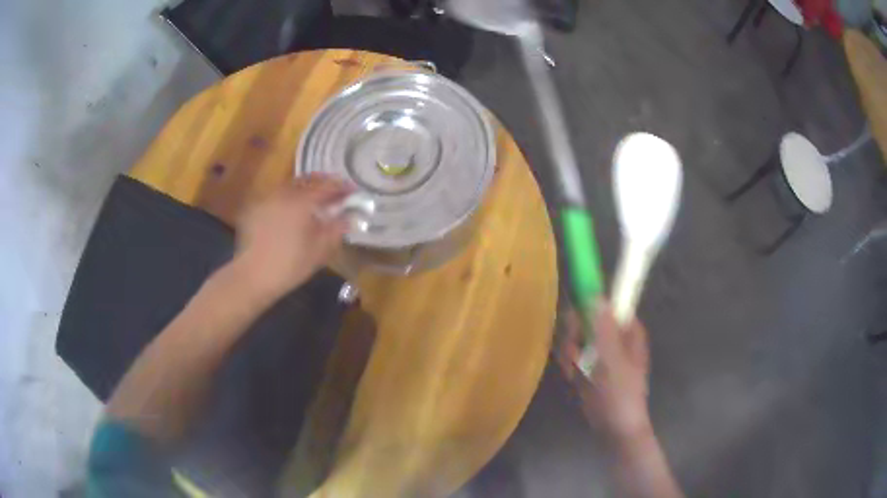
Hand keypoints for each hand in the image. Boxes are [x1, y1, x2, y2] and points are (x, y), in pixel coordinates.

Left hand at [232, 174, 352, 300]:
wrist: (252, 276)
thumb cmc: (290, 265)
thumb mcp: (320, 250)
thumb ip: (337, 228)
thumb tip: (349, 216)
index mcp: (302, 201)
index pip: (328, 186)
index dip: (342, 187)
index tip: (353, 190)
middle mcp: (284, 193)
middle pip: (308, 180)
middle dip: (324, 183)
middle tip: (335, 191)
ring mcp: (268, 198)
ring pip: (291, 185)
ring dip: (306, 188)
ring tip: (315, 199)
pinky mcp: (256, 208)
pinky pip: (278, 195)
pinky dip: (290, 197)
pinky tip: (292, 210)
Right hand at [558, 301, 651, 442]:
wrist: (615, 428)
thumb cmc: (621, 394)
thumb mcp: (613, 361)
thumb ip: (605, 330)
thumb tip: (598, 296)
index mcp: (628, 331)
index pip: (607, 306)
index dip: (589, 309)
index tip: (577, 324)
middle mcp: (614, 337)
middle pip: (586, 319)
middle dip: (575, 336)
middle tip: (573, 353)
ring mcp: (600, 352)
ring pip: (576, 337)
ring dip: (569, 353)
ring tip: (574, 372)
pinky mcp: (588, 366)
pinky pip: (572, 354)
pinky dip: (569, 364)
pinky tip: (572, 378)